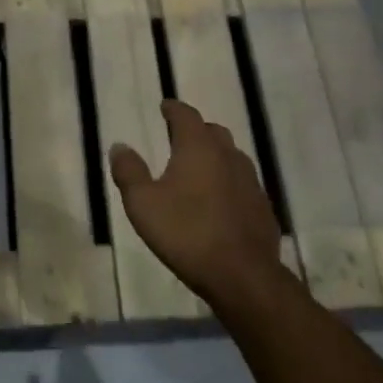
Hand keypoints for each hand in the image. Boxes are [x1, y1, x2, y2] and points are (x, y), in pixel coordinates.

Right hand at [109, 100, 286, 309]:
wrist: (243, 275)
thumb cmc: (187, 233)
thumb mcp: (143, 204)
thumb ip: (129, 172)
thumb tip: (119, 146)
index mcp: (198, 148)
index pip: (186, 115)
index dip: (174, 109)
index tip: (165, 106)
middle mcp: (228, 155)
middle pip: (213, 131)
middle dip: (195, 130)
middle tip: (179, 137)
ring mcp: (251, 181)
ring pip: (231, 156)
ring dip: (214, 155)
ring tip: (198, 168)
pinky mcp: (263, 206)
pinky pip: (242, 183)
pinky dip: (228, 182)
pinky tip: (219, 201)